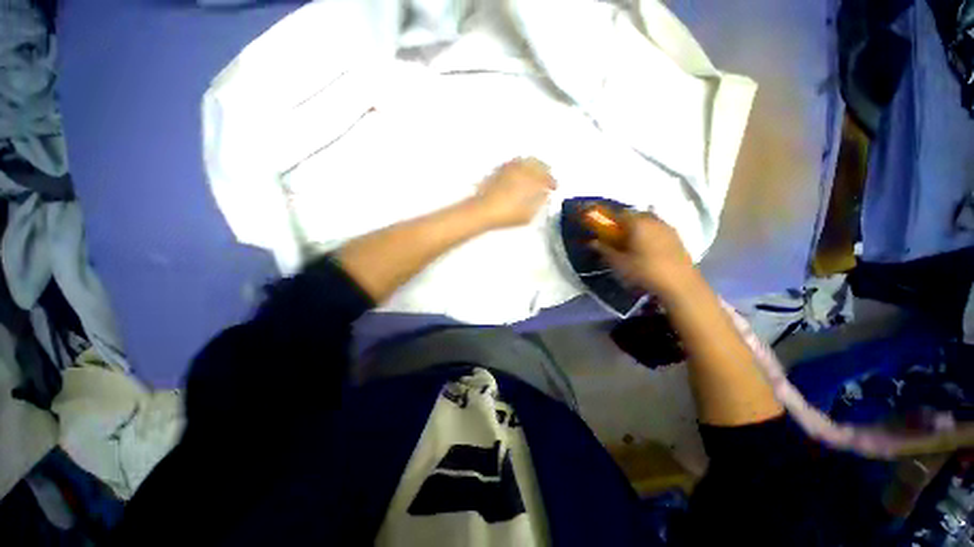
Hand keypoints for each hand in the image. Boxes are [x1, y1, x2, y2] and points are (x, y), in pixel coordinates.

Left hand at [473, 157, 556, 227]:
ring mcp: (509, 168)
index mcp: (530, 180)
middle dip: (545, 170)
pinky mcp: (498, 169)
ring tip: (536, 174)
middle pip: (538, 164)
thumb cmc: (506, 215)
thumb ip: (539, 203)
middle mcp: (521, 169)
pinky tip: (521, 173)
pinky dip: (522, 165)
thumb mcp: (527, 215)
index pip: (546, 177)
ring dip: (534, 165)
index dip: (552, 182)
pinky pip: (515, 163)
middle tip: (547, 178)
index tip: (554, 187)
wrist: (482, 210)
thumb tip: (544, 196)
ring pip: (526, 161)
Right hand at [593, 212, 697, 298]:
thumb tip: (592, 242)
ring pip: (648, 221)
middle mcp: (653, 220)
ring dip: (638, 229)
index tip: (603, 230)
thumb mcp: (618, 263)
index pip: (618, 213)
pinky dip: (650, 234)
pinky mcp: (677, 236)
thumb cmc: (644, 271)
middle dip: (624, 224)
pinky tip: (648, 249)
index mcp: (637, 223)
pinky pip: (658, 229)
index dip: (609, 220)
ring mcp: (667, 227)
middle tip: (617, 238)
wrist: (680, 283)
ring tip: (633, 244)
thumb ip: (604, 250)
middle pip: (634, 215)